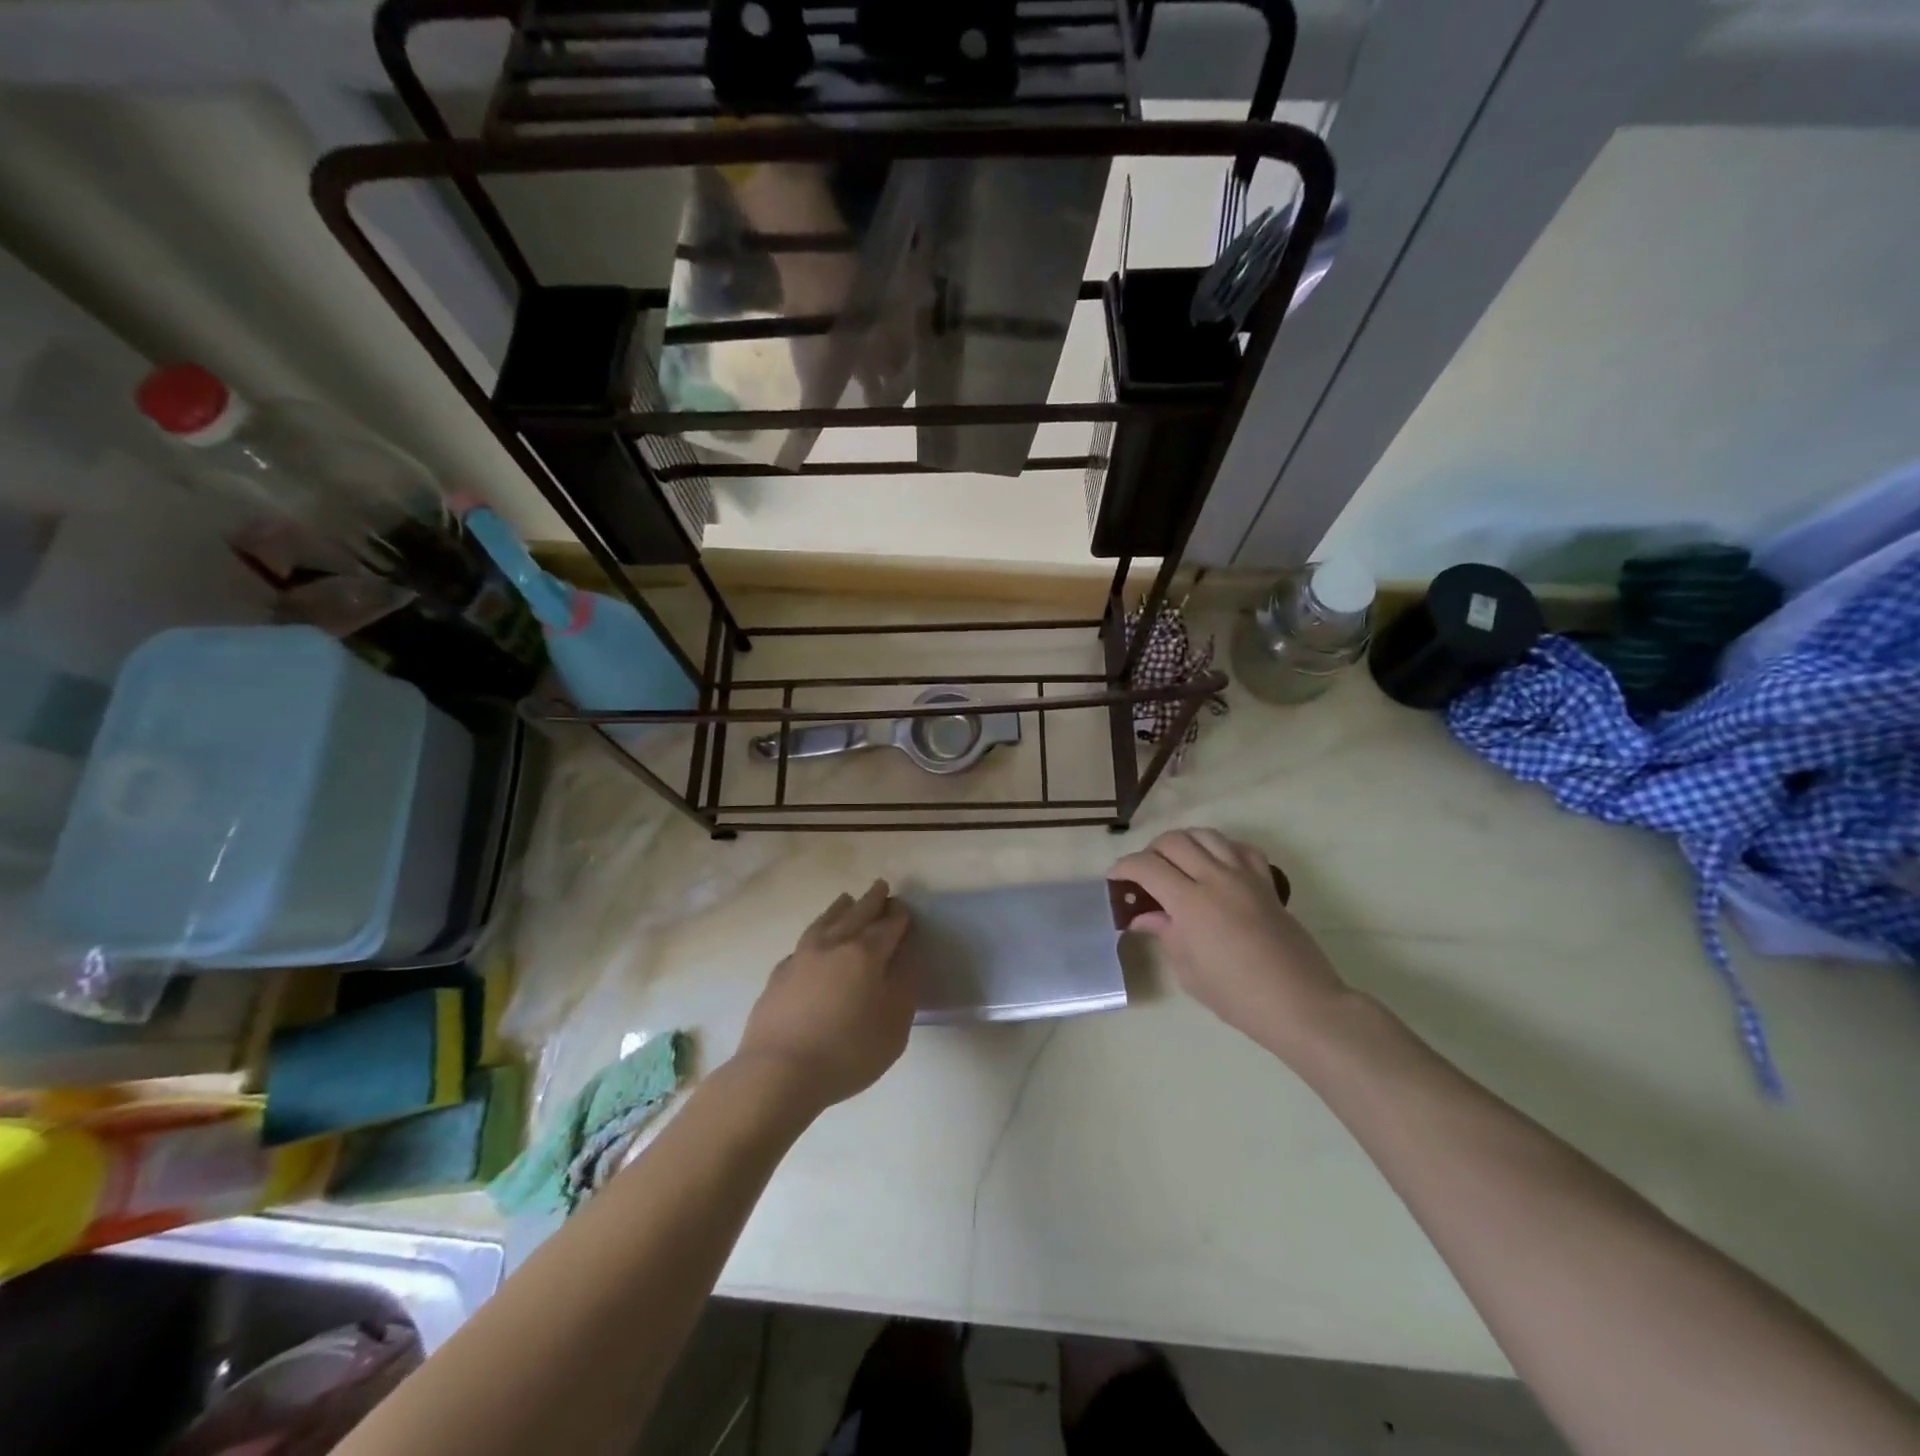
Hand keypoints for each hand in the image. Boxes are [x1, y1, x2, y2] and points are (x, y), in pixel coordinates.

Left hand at [733, 880, 915, 1114]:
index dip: (899, 916)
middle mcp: (833, 946)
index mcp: (865, 954)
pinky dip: (815, 935)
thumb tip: (907, 956)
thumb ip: (905, 985)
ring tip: (846, 899)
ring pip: (825, 921)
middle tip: (881, 886)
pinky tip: (814, 943)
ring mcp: (801, 958)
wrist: (777, 1073)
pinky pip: (802, 944)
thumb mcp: (894, 1026)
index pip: (888, 926)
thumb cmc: (847, 1052)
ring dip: (840, 908)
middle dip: (872, 900)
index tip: (903, 908)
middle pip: (856, 914)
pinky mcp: (778, 975)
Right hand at [1111, 829, 1349, 1058]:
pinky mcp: (1267, 882)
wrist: (1300, 1003)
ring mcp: (1245, 876)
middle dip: (1151, 851)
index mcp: (1191, 903)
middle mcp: (1216, 878)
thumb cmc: (1237, 996)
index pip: (1147, 866)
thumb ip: (1165, 934)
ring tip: (1176, 863)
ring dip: (1184, 843)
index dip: (1125, 867)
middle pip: (1175, 841)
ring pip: (1206, 835)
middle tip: (1144, 873)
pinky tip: (1215, 866)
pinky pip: (1240, 849)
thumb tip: (1144, 916)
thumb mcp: (1189, 971)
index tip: (1115, 878)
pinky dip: (1221, 848)